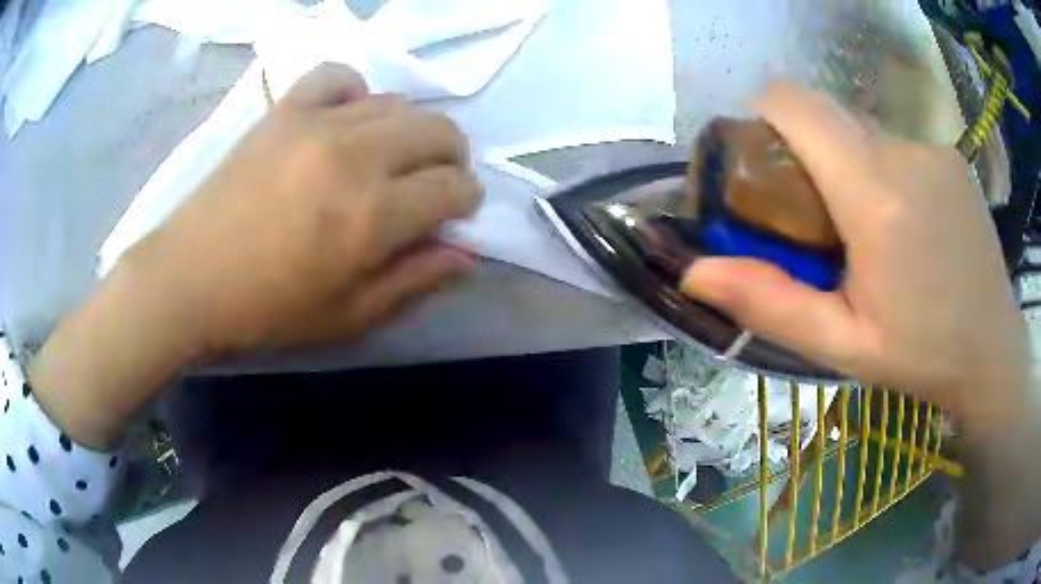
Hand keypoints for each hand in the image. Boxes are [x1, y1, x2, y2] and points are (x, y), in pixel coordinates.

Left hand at [127, 63, 483, 355]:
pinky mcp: (285, 110)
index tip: (456, 213)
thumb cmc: (267, 310)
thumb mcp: (348, 316)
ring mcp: (317, 123)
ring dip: (410, 131)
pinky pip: (337, 76)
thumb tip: (466, 255)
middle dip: (452, 158)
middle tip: (433, 184)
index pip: (453, 188)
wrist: (189, 279)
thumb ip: (414, 280)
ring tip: (390, 157)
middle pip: (438, 131)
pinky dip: (354, 91)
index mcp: (373, 216)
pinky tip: (346, 117)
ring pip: (397, 102)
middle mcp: (355, 156)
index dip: (466, 201)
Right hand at [681, 83, 1030, 422]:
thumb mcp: (842, 345)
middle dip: (801, 147)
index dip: (761, 116)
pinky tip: (902, 222)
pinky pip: (894, 143)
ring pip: (861, 129)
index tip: (759, 163)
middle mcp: (904, 152)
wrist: (992, 351)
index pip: (794, 105)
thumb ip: (770, 304)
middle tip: (811, 215)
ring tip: (863, 227)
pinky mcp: (949, 157)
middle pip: (825, 113)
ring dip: (845, 163)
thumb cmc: (921, 354)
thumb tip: (692, 272)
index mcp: (875, 196)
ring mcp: (932, 150)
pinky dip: (881, 168)